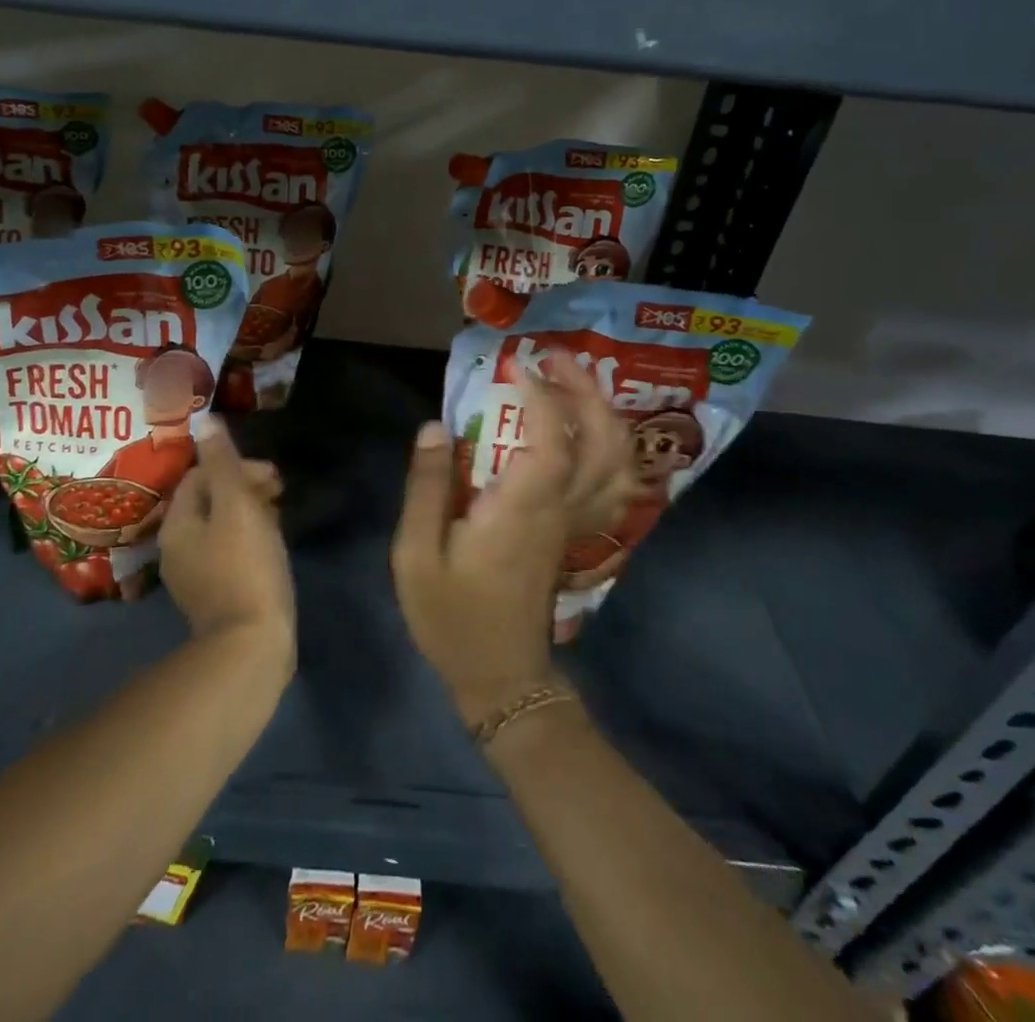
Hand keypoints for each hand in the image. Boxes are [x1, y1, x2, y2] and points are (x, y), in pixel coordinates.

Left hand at [160, 417, 292, 660]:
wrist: (251, 647)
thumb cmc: (246, 567)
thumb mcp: (237, 505)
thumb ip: (222, 462)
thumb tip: (205, 420)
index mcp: (177, 524)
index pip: (199, 475)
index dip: (235, 467)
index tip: (272, 478)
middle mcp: (176, 548)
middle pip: (209, 500)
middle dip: (243, 488)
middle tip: (279, 494)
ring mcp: (194, 575)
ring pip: (220, 526)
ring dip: (249, 513)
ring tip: (279, 517)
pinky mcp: (215, 596)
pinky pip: (228, 552)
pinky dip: (249, 539)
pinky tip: (271, 547)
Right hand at [392, 350, 640, 725]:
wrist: (500, 676)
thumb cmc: (453, 616)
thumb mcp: (416, 555)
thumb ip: (426, 487)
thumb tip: (435, 427)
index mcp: (523, 509)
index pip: (552, 440)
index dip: (543, 395)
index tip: (518, 365)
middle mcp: (561, 510)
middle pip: (603, 443)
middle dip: (587, 392)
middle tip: (557, 358)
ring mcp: (575, 524)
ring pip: (618, 463)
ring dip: (606, 415)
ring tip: (578, 382)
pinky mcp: (575, 535)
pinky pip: (613, 486)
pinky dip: (614, 450)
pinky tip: (594, 432)